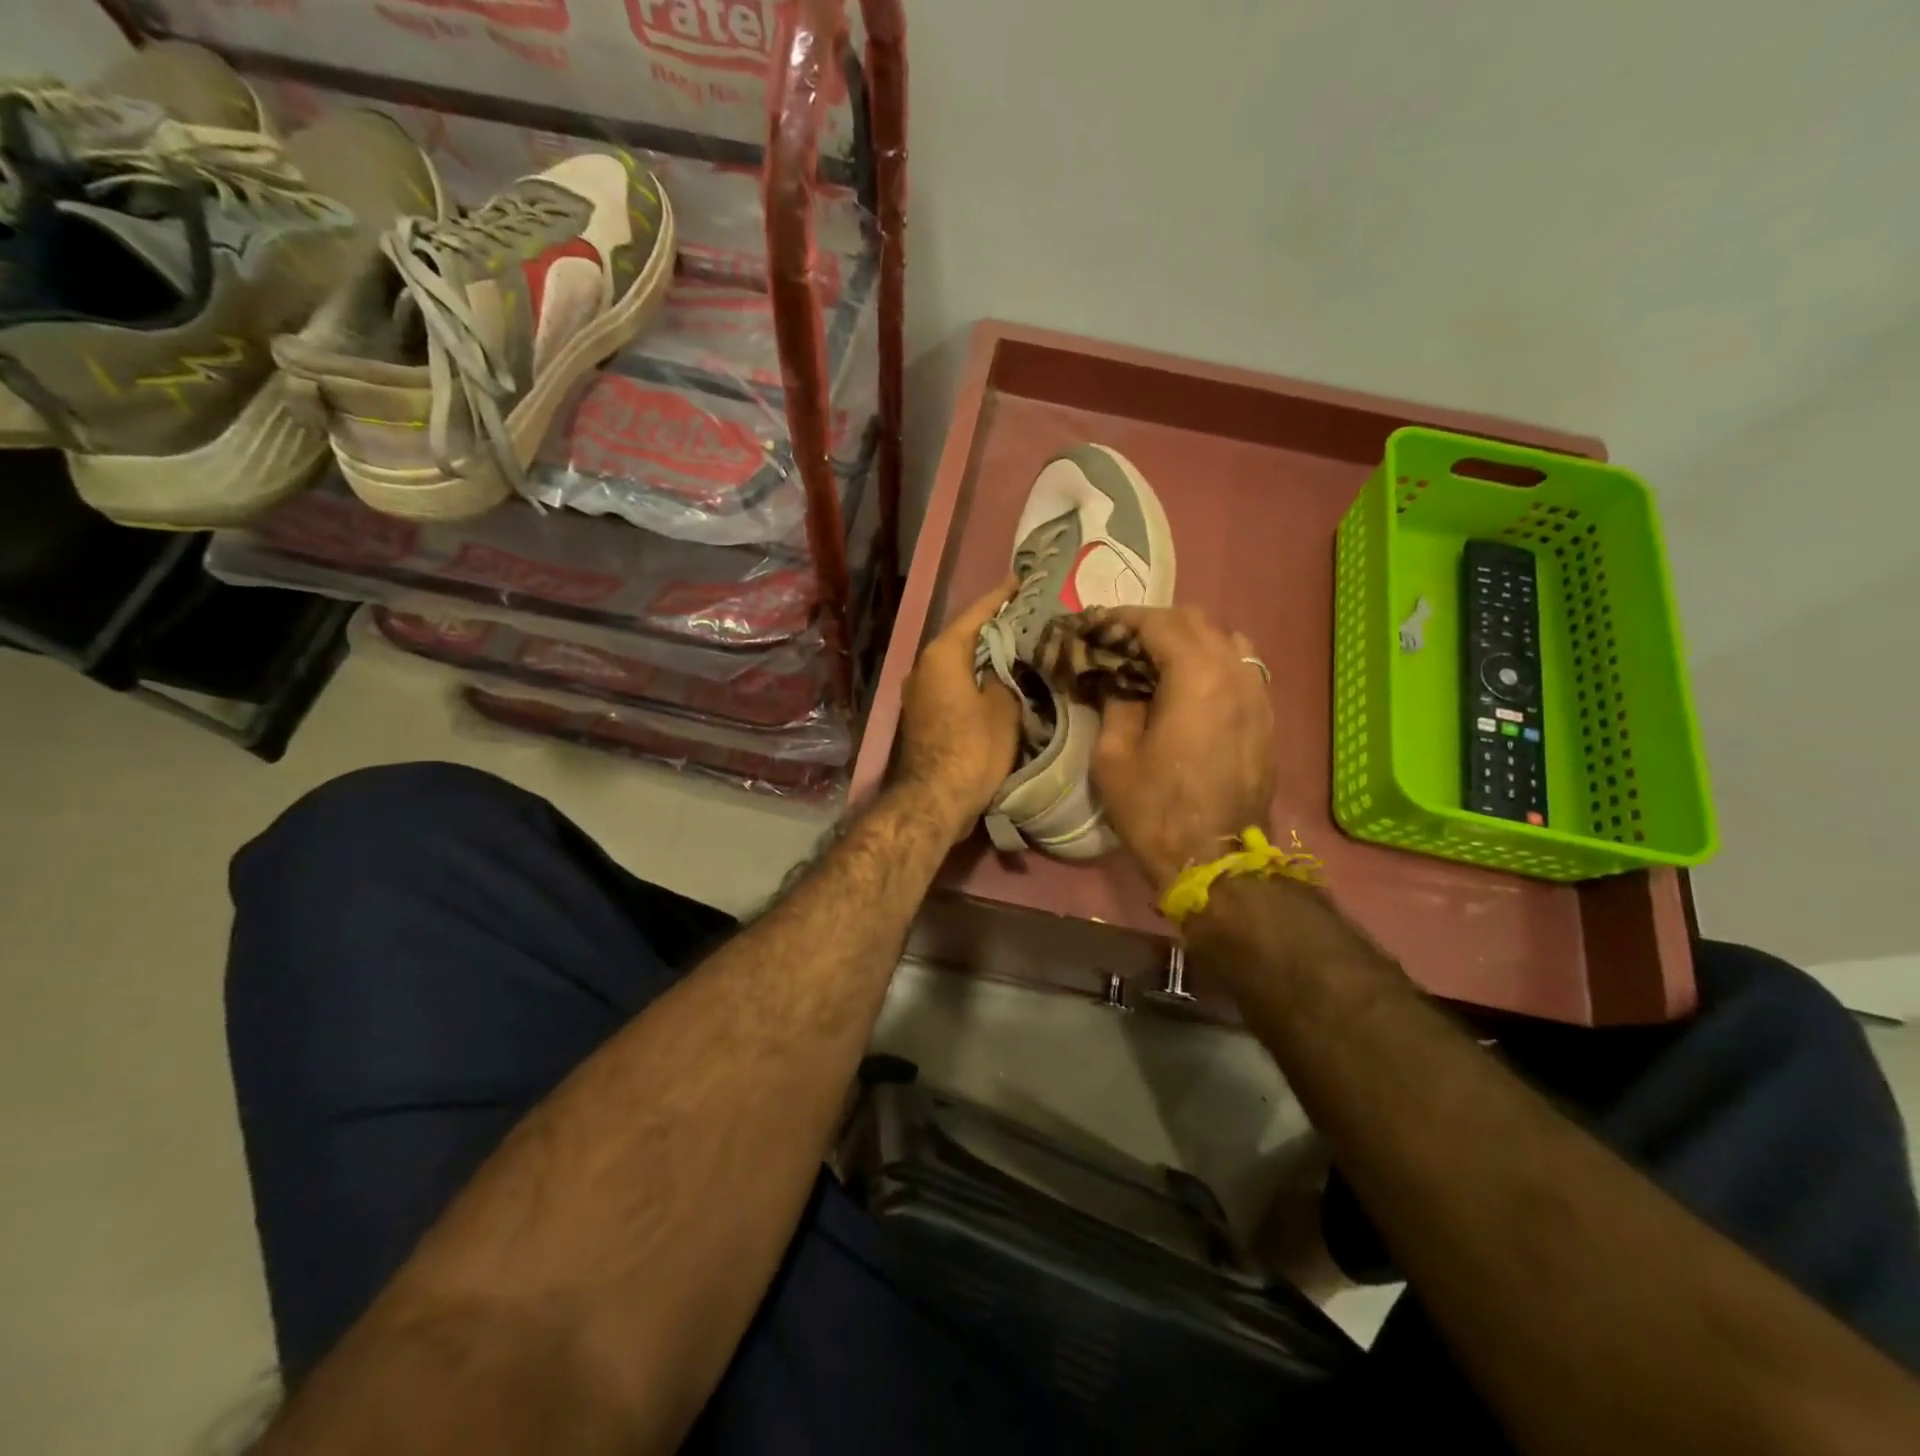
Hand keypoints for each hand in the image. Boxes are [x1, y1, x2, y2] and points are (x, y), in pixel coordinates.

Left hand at [894, 576, 1022, 842]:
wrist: (935, 799)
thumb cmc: (973, 749)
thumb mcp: (1003, 709)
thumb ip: (1005, 678)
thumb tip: (1001, 669)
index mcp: (942, 654)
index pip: (976, 614)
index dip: (1001, 597)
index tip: (1021, 581)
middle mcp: (924, 665)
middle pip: (964, 637)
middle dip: (993, 626)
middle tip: (1026, 615)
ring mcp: (918, 691)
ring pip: (957, 662)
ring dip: (983, 654)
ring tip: (1016, 644)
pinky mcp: (922, 714)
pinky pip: (952, 682)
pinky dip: (974, 676)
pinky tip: (997, 679)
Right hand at [1090, 606, 1275, 892]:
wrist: (1215, 860)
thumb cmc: (1155, 809)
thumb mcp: (1114, 756)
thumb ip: (1118, 705)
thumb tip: (1122, 684)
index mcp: (1196, 677)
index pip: (1159, 623)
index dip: (1124, 618)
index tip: (1097, 624)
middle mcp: (1235, 674)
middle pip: (1198, 623)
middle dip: (1156, 623)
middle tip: (1123, 641)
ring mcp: (1258, 696)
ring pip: (1228, 641)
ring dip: (1191, 640)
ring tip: (1160, 660)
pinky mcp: (1266, 719)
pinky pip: (1243, 670)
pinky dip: (1214, 664)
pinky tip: (1191, 687)